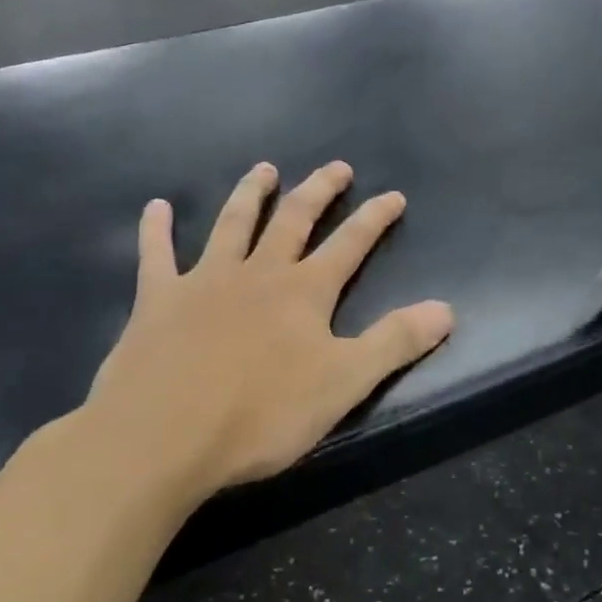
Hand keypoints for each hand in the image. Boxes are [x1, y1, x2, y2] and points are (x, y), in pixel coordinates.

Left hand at [73, 161, 453, 506]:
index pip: (350, 245)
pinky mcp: (158, 300)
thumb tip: (446, 309)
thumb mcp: (344, 383)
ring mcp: (204, 281)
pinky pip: (156, 255)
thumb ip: (395, 343)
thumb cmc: (261, 414)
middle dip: (318, 191)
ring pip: (232, 225)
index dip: (374, 219)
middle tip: (336, 167)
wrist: (164, 435)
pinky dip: (156, 229)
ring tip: (263, 169)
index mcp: (304, 293)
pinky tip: (156, 207)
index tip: (393, 195)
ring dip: (249, 195)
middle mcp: (258, 273)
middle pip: (293, 220)